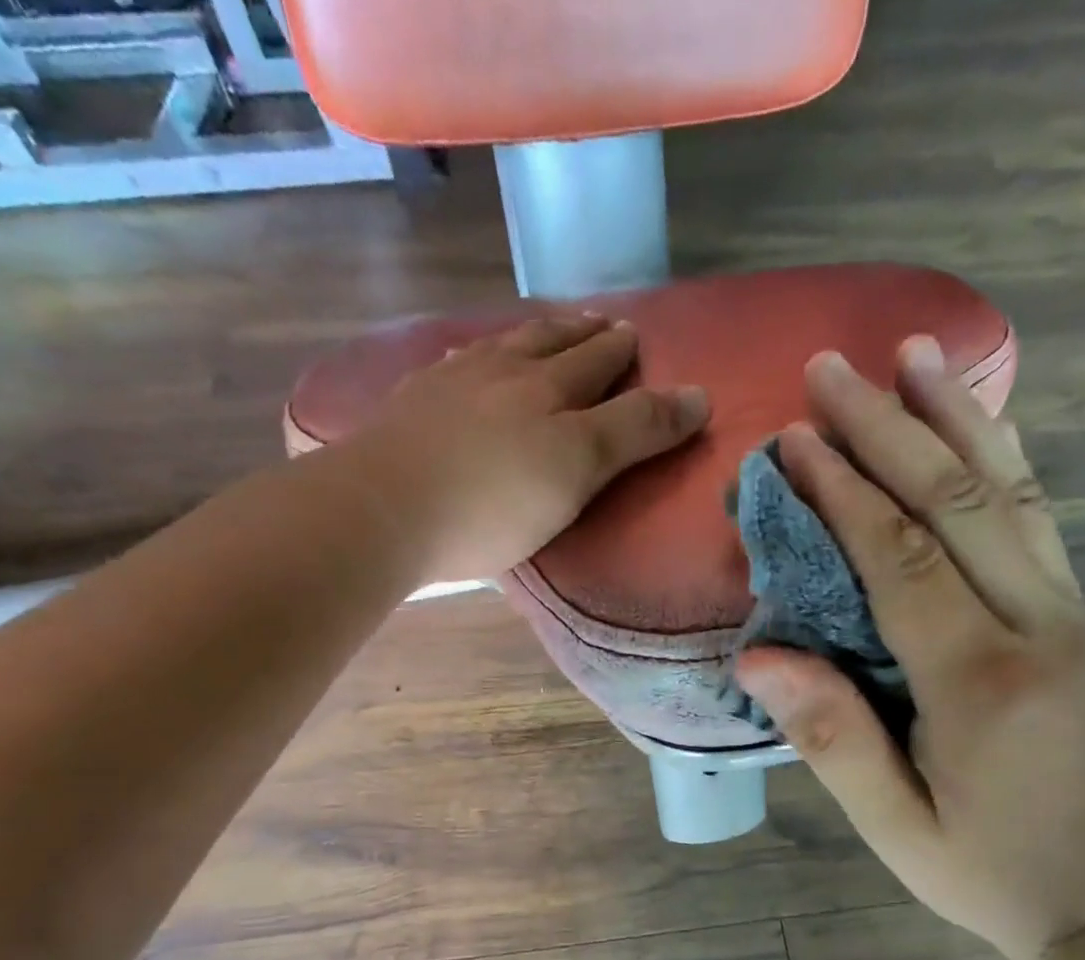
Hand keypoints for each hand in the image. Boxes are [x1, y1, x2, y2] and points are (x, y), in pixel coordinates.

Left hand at [325, 313, 707, 580]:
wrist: (384, 510)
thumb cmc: (493, 503)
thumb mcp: (579, 470)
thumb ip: (636, 432)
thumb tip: (700, 396)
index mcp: (549, 391)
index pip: (600, 365)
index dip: (624, 354)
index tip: (638, 336)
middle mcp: (503, 373)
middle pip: (551, 345)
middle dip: (583, 334)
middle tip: (603, 324)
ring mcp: (451, 383)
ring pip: (502, 346)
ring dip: (532, 336)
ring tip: (547, 330)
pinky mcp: (411, 404)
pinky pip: (453, 364)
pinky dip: (474, 355)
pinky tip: (468, 357)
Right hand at [733, 339, 1084, 959]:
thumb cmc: (985, 870)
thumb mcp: (893, 827)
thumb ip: (830, 738)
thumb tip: (758, 654)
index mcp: (979, 684)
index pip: (900, 562)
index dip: (842, 493)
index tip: (791, 439)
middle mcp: (1037, 628)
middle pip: (956, 504)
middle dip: (888, 428)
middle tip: (832, 367)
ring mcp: (1071, 614)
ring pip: (1010, 494)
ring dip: (956, 418)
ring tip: (915, 352)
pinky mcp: (1080, 617)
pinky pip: (1038, 520)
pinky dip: (1003, 460)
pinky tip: (982, 418)